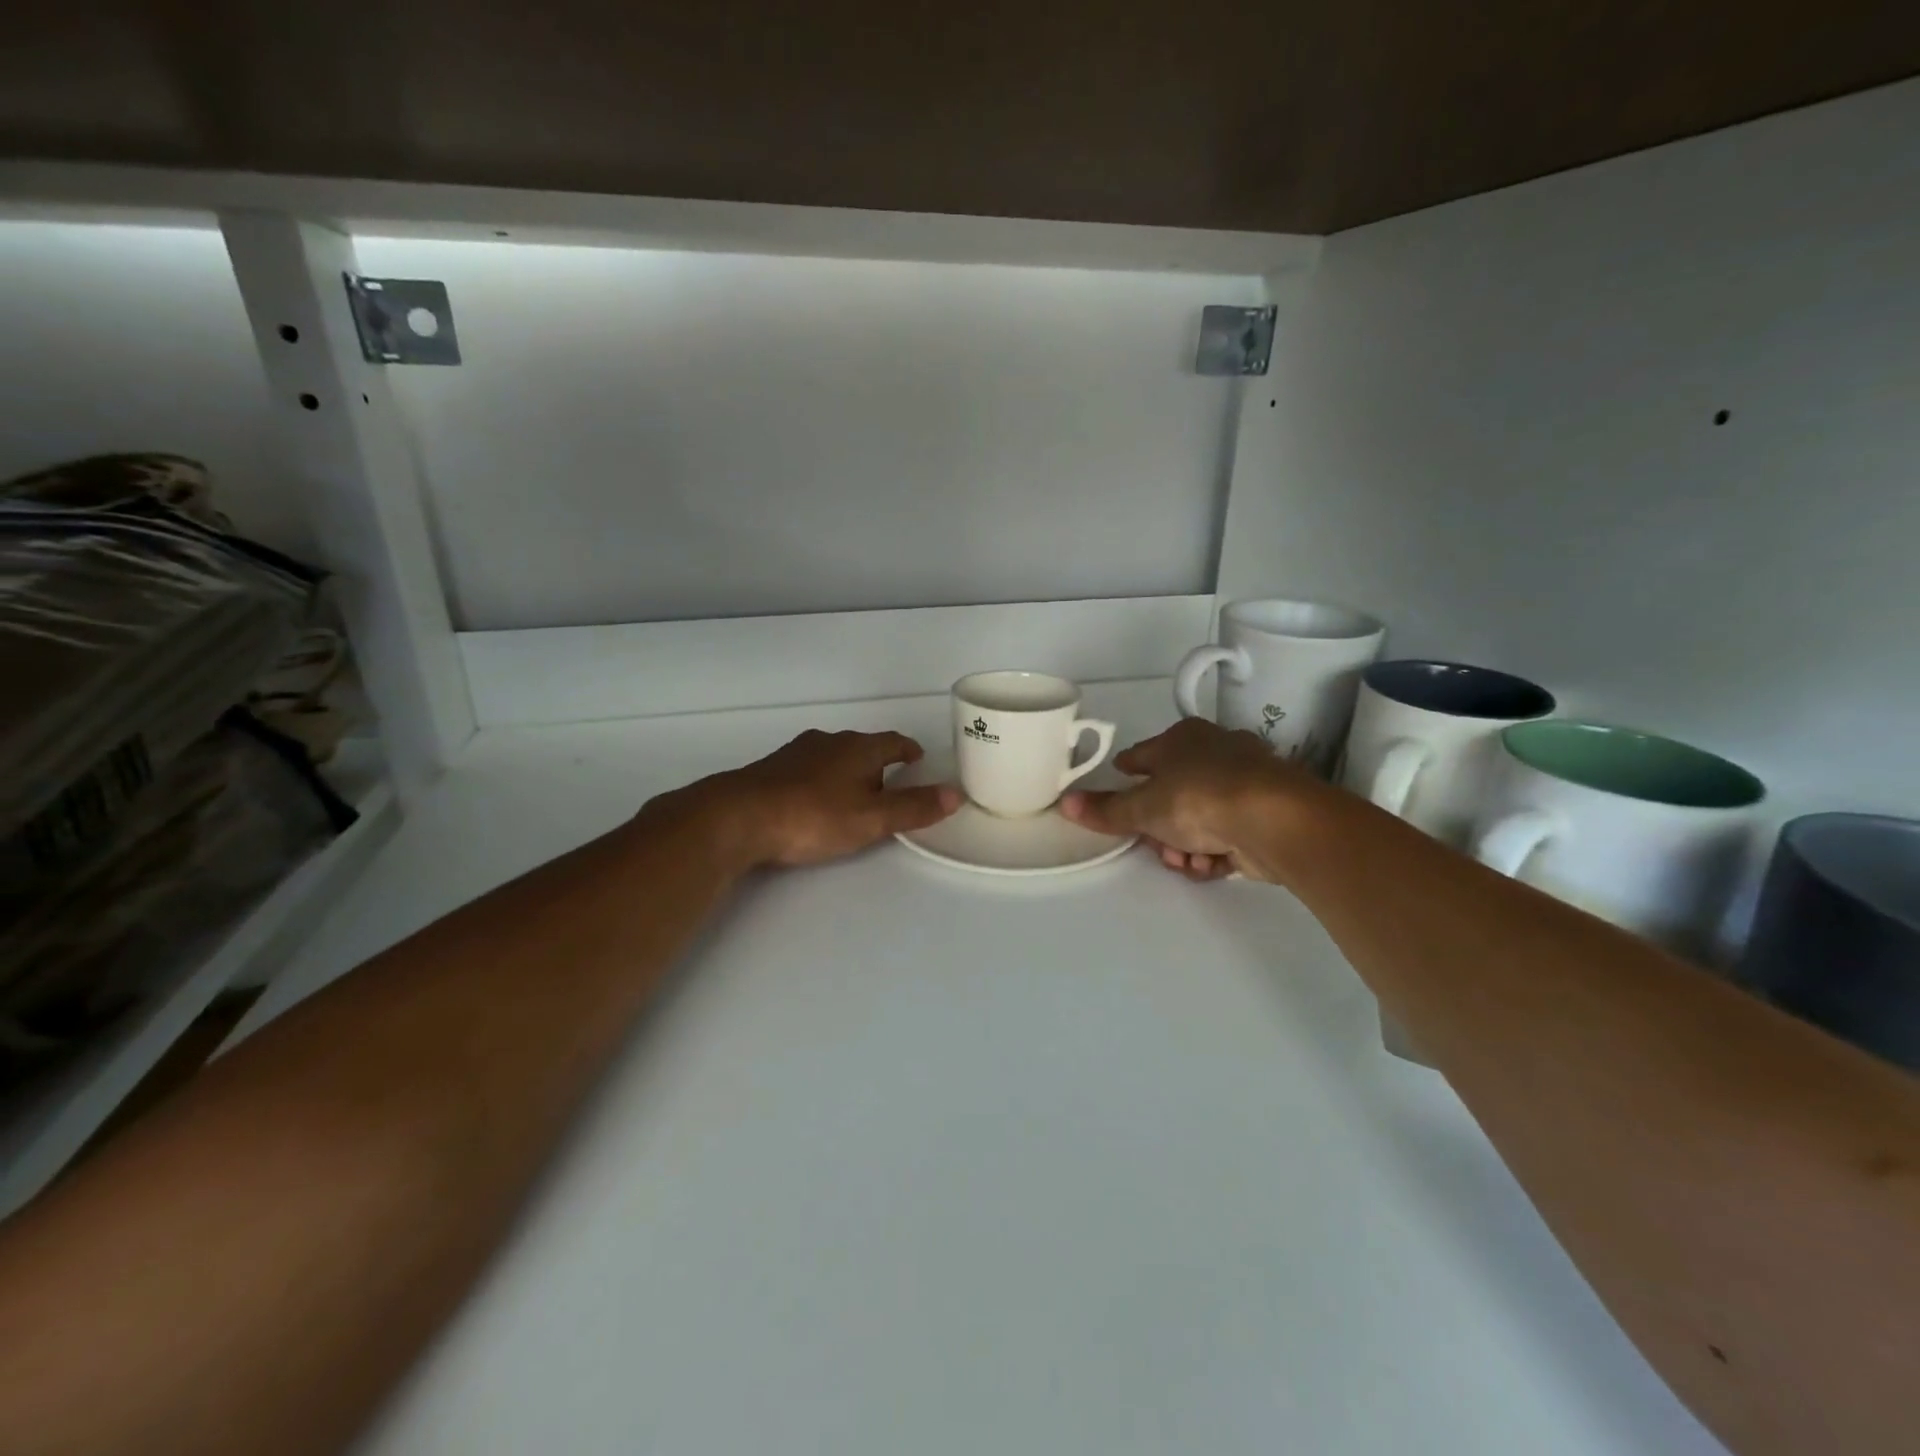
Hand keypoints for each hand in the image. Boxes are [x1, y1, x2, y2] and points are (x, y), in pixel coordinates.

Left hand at [660, 729, 960, 869]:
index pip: (892, 742)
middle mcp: (828, 741)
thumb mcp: (872, 818)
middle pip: (862, 746)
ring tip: (853, 791)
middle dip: (877, 761)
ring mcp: (796, 753)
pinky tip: (812, 799)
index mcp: (858, 748)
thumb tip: (956, 794)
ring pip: (831, 755)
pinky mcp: (770, 770)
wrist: (737, 817)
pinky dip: (819, 779)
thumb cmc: (814, 816)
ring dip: (846, 769)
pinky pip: (806, 768)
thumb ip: (913, 808)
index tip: (918, 758)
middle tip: (890, 781)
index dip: (907, 749)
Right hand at [1059, 719, 1324, 881]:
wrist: (1276, 820)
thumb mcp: (1143, 807)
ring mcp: (1245, 782)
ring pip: (1199, 818)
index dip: (1127, 771)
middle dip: (1159, 827)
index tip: (1118, 786)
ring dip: (1186, 845)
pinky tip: (1211, 864)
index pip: (1143, 755)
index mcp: (1182, 739)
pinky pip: (1227, 834)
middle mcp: (1215, 752)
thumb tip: (1065, 803)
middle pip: (1171, 793)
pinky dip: (1215, 851)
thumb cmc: (1199, 798)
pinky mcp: (1266, 813)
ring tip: (1188, 860)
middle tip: (1156, 845)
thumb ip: (1106, 810)